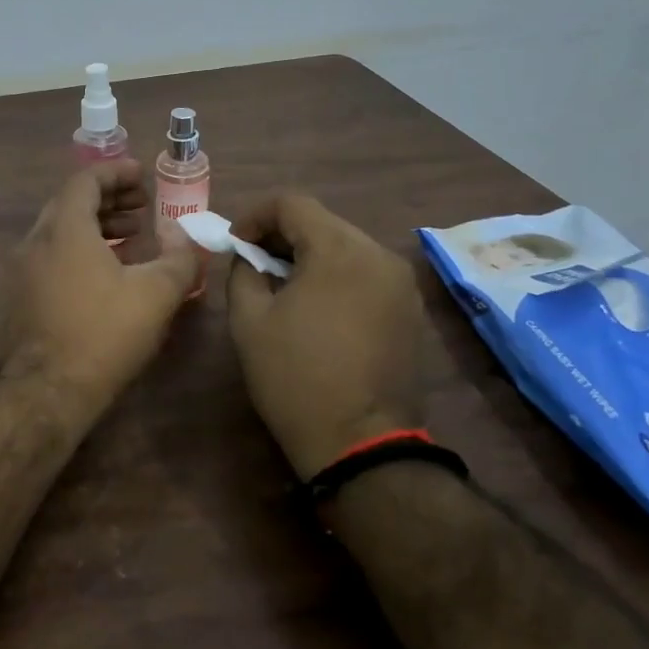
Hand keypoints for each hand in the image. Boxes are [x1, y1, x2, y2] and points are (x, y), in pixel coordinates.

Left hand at [3, 160, 201, 406]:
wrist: (46, 392)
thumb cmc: (103, 334)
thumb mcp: (156, 294)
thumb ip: (178, 256)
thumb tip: (182, 232)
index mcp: (65, 229)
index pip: (85, 180)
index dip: (116, 172)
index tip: (142, 175)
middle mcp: (37, 241)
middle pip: (71, 202)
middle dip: (109, 198)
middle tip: (142, 205)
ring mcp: (24, 270)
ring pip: (61, 231)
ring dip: (97, 224)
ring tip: (132, 235)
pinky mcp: (22, 296)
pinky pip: (53, 255)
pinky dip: (81, 248)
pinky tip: (107, 272)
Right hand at [227, 192, 432, 479]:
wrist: (361, 445)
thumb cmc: (296, 378)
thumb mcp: (249, 322)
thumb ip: (243, 272)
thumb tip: (249, 256)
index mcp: (339, 249)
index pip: (292, 203)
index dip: (255, 216)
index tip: (236, 245)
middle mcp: (379, 254)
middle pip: (323, 222)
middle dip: (283, 236)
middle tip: (255, 266)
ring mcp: (402, 283)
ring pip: (346, 246)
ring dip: (311, 256)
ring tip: (286, 289)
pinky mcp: (412, 309)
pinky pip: (367, 273)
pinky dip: (338, 277)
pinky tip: (320, 310)